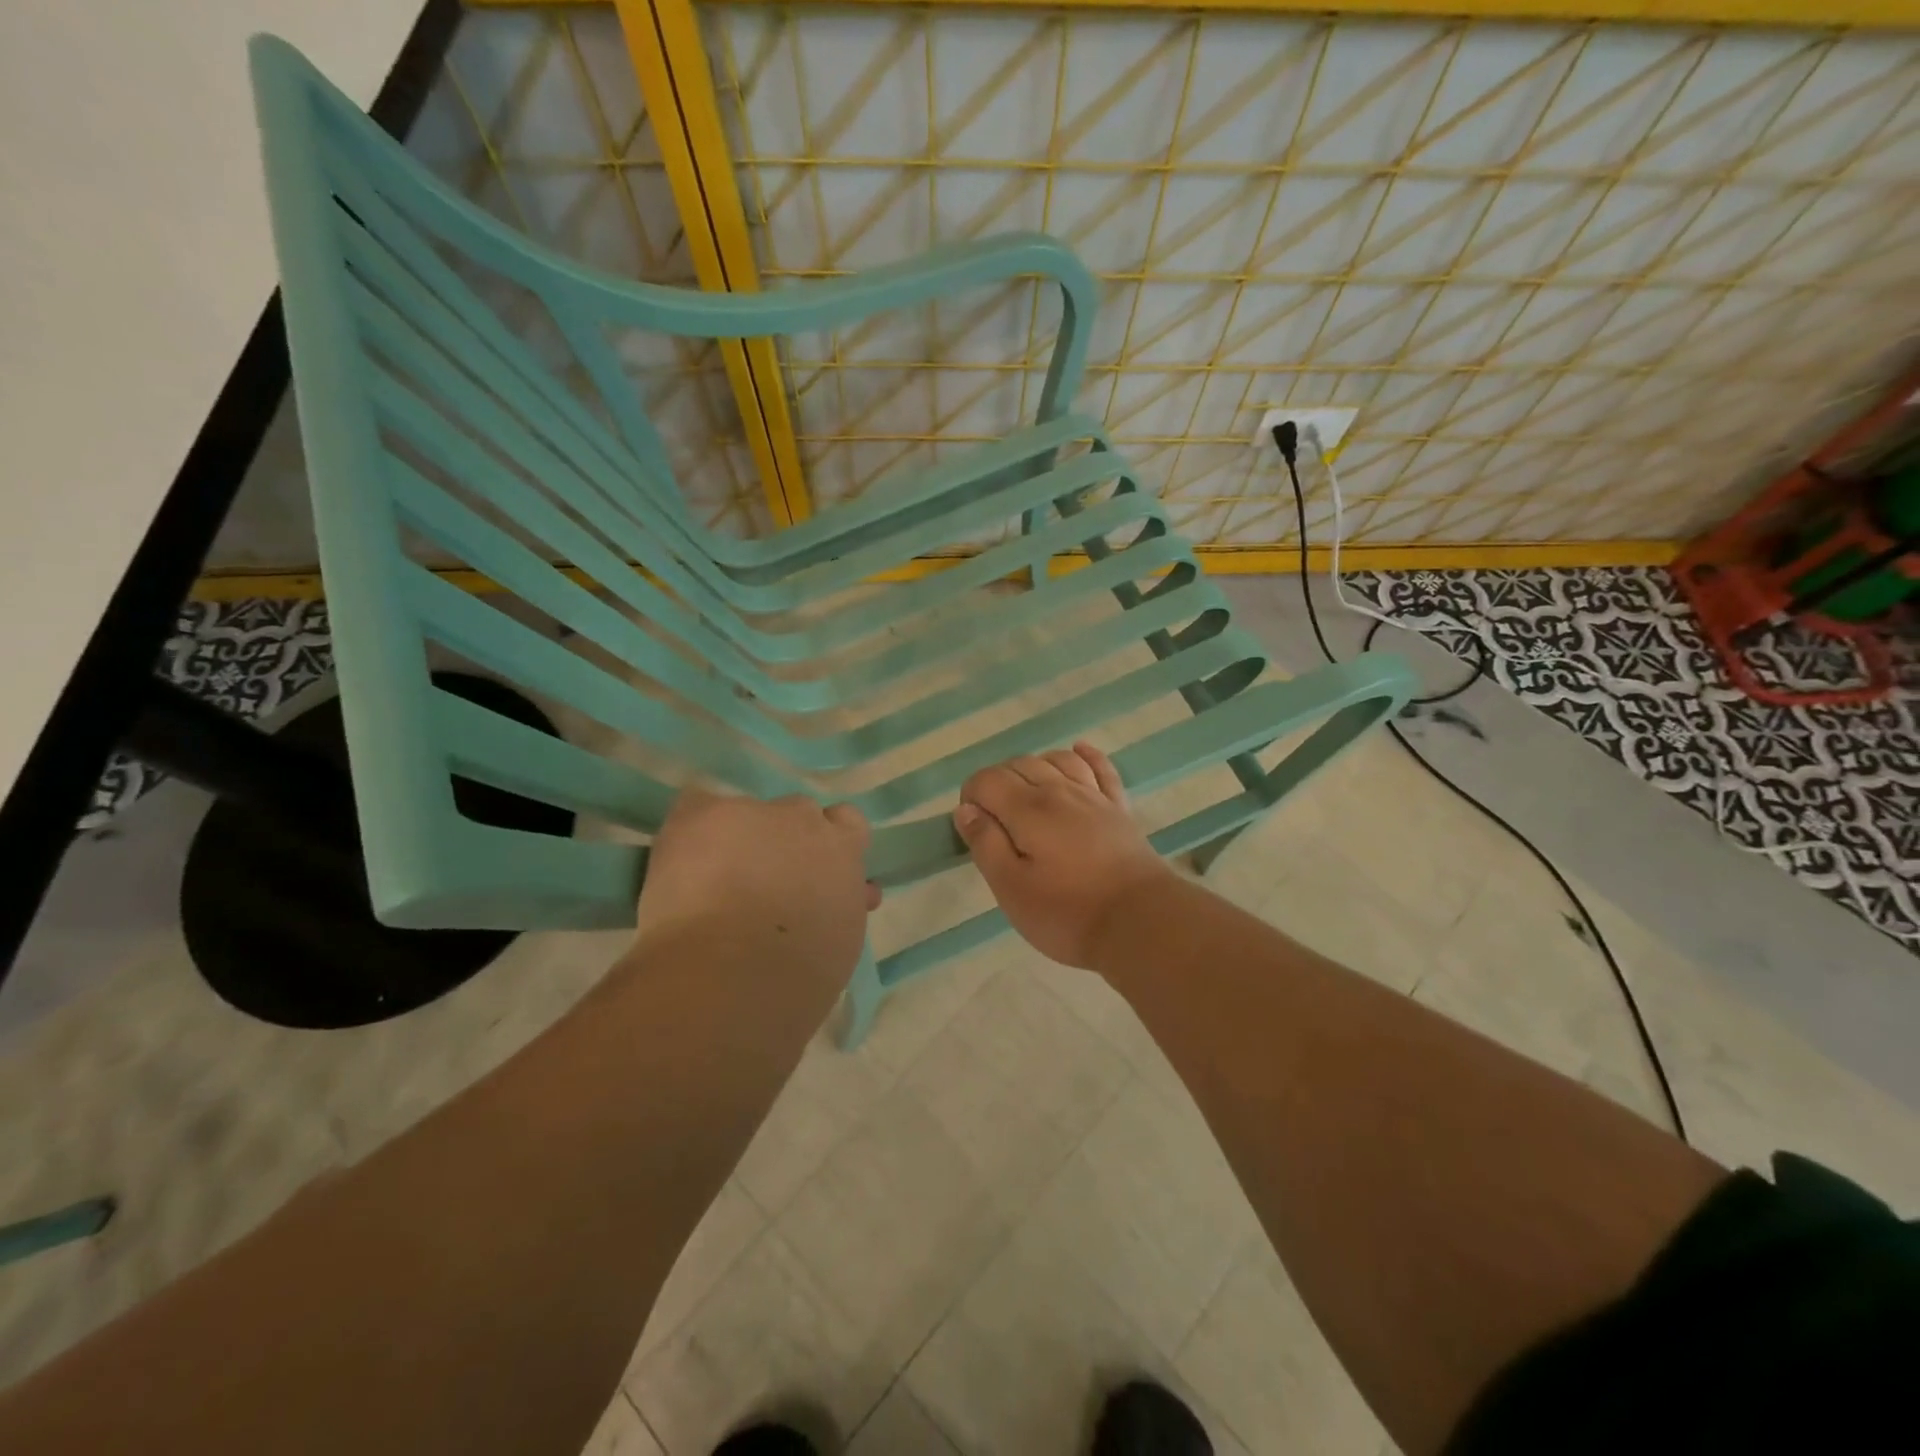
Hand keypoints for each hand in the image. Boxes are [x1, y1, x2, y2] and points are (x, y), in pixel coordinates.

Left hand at [636, 790, 879, 979]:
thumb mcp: (839, 940)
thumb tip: (836, 900)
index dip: (829, 844)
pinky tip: (681, 863)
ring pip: (746, 813)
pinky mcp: (704, 815)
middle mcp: (804, 821)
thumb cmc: (798, 976)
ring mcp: (753, 813)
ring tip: (712, 879)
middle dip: (785, 841)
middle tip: (765, 882)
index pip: (848, 823)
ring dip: (738, 838)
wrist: (735, 973)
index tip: (816, 871)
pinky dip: (690, 832)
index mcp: (844, 852)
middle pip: (797, 815)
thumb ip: (839, 906)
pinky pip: (696, 807)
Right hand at [953, 742, 1174, 968]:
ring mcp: (1093, 796)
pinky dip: (1086, 755)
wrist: (1140, 922)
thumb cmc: (1067, 913)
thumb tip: (966, 810)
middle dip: (997, 782)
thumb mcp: (1011, 888)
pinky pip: (1100, 768)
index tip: (973, 827)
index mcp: (1027, 809)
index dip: (971, 796)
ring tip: (1025, 794)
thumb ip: (985, 844)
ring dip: (1033, 767)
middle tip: (995, 821)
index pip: (987, 780)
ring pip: (1056, 760)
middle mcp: (1059, 790)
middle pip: (1019, 764)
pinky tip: (1078, 750)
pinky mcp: (1119, 808)